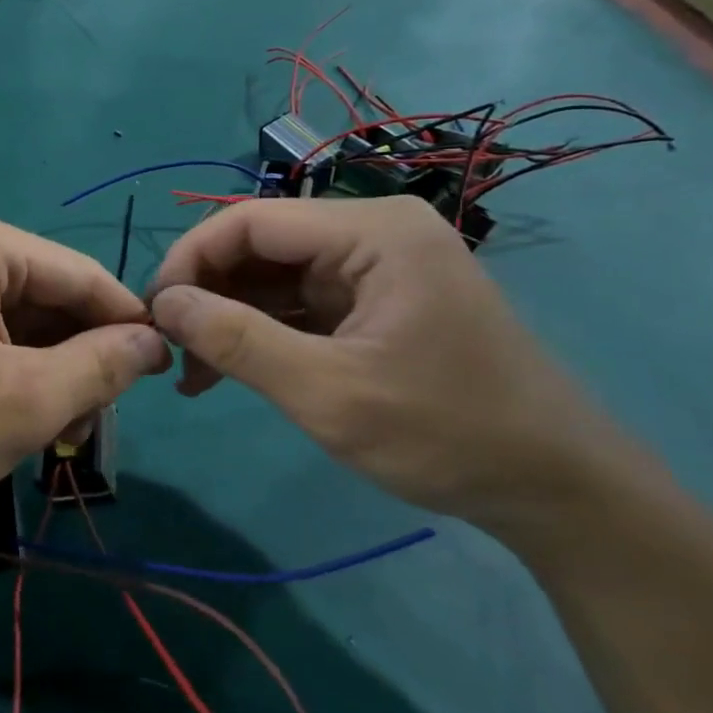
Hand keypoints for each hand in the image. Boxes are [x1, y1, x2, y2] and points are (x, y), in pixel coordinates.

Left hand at [0, 205, 169, 531]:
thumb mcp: (25, 400)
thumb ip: (101, 365)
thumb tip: (154, 341)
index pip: (80, 274)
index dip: (128, 323)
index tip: (168, 374)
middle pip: (50, 299)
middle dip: (80, 360)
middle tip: (90, 427)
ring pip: (23, 325)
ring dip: (49, 377)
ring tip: (56, 436)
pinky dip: (15, 380)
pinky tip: (20, 424)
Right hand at [147, 196, 622, 528]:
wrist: (559, 492)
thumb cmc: (448, 434)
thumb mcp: (328, 393)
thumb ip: (237, 341)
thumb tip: (163, 304)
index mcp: (372, 232)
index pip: (248, 220)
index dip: (189, 260)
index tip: (154, 315)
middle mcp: (370, 233)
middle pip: (256, 244)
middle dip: (205, 294)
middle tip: (169, 350)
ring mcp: (371, 268)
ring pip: (268, 276)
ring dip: (224, 319)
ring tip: (191, 374)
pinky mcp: (370, 302)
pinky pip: (293, 303)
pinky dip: (255, 333)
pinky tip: (224, 372)